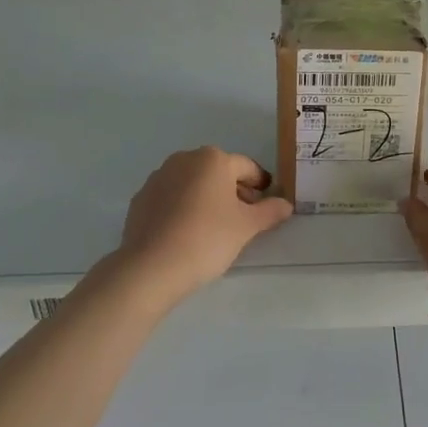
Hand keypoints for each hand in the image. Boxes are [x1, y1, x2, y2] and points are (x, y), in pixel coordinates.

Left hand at [111, 147, 292, 309]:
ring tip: (215, 228)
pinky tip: (187, 233)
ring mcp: (158, 177)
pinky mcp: (141, 198)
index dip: (261, 184)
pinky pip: (171, 197)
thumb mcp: (247, 227)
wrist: (151, 267)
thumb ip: (269, 211)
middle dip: (234, 191)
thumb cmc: (207, 238)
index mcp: (213, 159)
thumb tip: (286, 204)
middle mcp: (184, 159)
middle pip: (218, 172)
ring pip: (193, 183)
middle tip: (244, 218)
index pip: (247, 167)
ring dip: (207, 198)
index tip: (267, 203)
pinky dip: (183, 208)